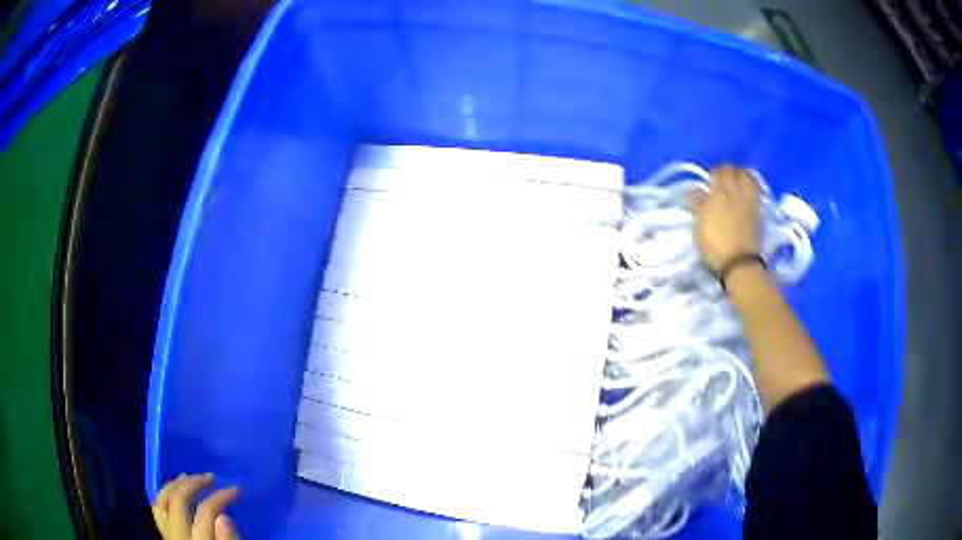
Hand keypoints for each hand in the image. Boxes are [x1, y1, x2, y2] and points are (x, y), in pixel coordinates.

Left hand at [152, 473, 240, 539]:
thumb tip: (225, 516)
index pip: (207, 512)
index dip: (221, 497)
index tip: (236, 490)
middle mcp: (178, 535)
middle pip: (179, 501)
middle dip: (194, 484)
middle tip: (210, 477)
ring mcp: (168, 535)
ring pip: (162, 502)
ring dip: (174, 485)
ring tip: (187, 477)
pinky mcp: (165, 536)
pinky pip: (158, 510)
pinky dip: (164, 495)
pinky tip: (173, 491)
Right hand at [688, 165, 761, 272]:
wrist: (739, 263)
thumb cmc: (714, 245)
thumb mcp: (698, 226)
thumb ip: (697, 204)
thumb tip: (695, 188)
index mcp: (718, 192)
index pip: (717, 171)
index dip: (712, 174)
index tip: (709, 182)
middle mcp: (736, 190)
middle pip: (733, 170)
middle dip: (727, 172)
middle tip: (722, 181)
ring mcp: (749, 199)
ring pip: (747, 176)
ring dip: (741, 175)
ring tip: (737, 182)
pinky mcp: (759, 209)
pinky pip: (756, 189)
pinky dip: (752, 185)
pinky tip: (748, 191)